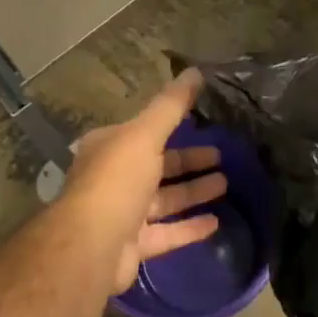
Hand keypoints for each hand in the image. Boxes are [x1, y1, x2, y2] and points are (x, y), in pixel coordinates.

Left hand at [58, 72, 228, 294]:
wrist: (91, 245)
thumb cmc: (117, 181)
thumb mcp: (145, 134)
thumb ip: (171, 106)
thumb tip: (195, 71)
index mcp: (110, 148)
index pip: (145, 133)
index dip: (174, 127)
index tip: (204, 124)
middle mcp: (113, 179)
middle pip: (157, 166)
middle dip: (188, 161)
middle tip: (221, 156)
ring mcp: (123, 214)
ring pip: (164, 200)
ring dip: (193, 192)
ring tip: (225, 184)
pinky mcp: (133, 246)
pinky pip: (167, 233)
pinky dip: (190, 227)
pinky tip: (216, 222)